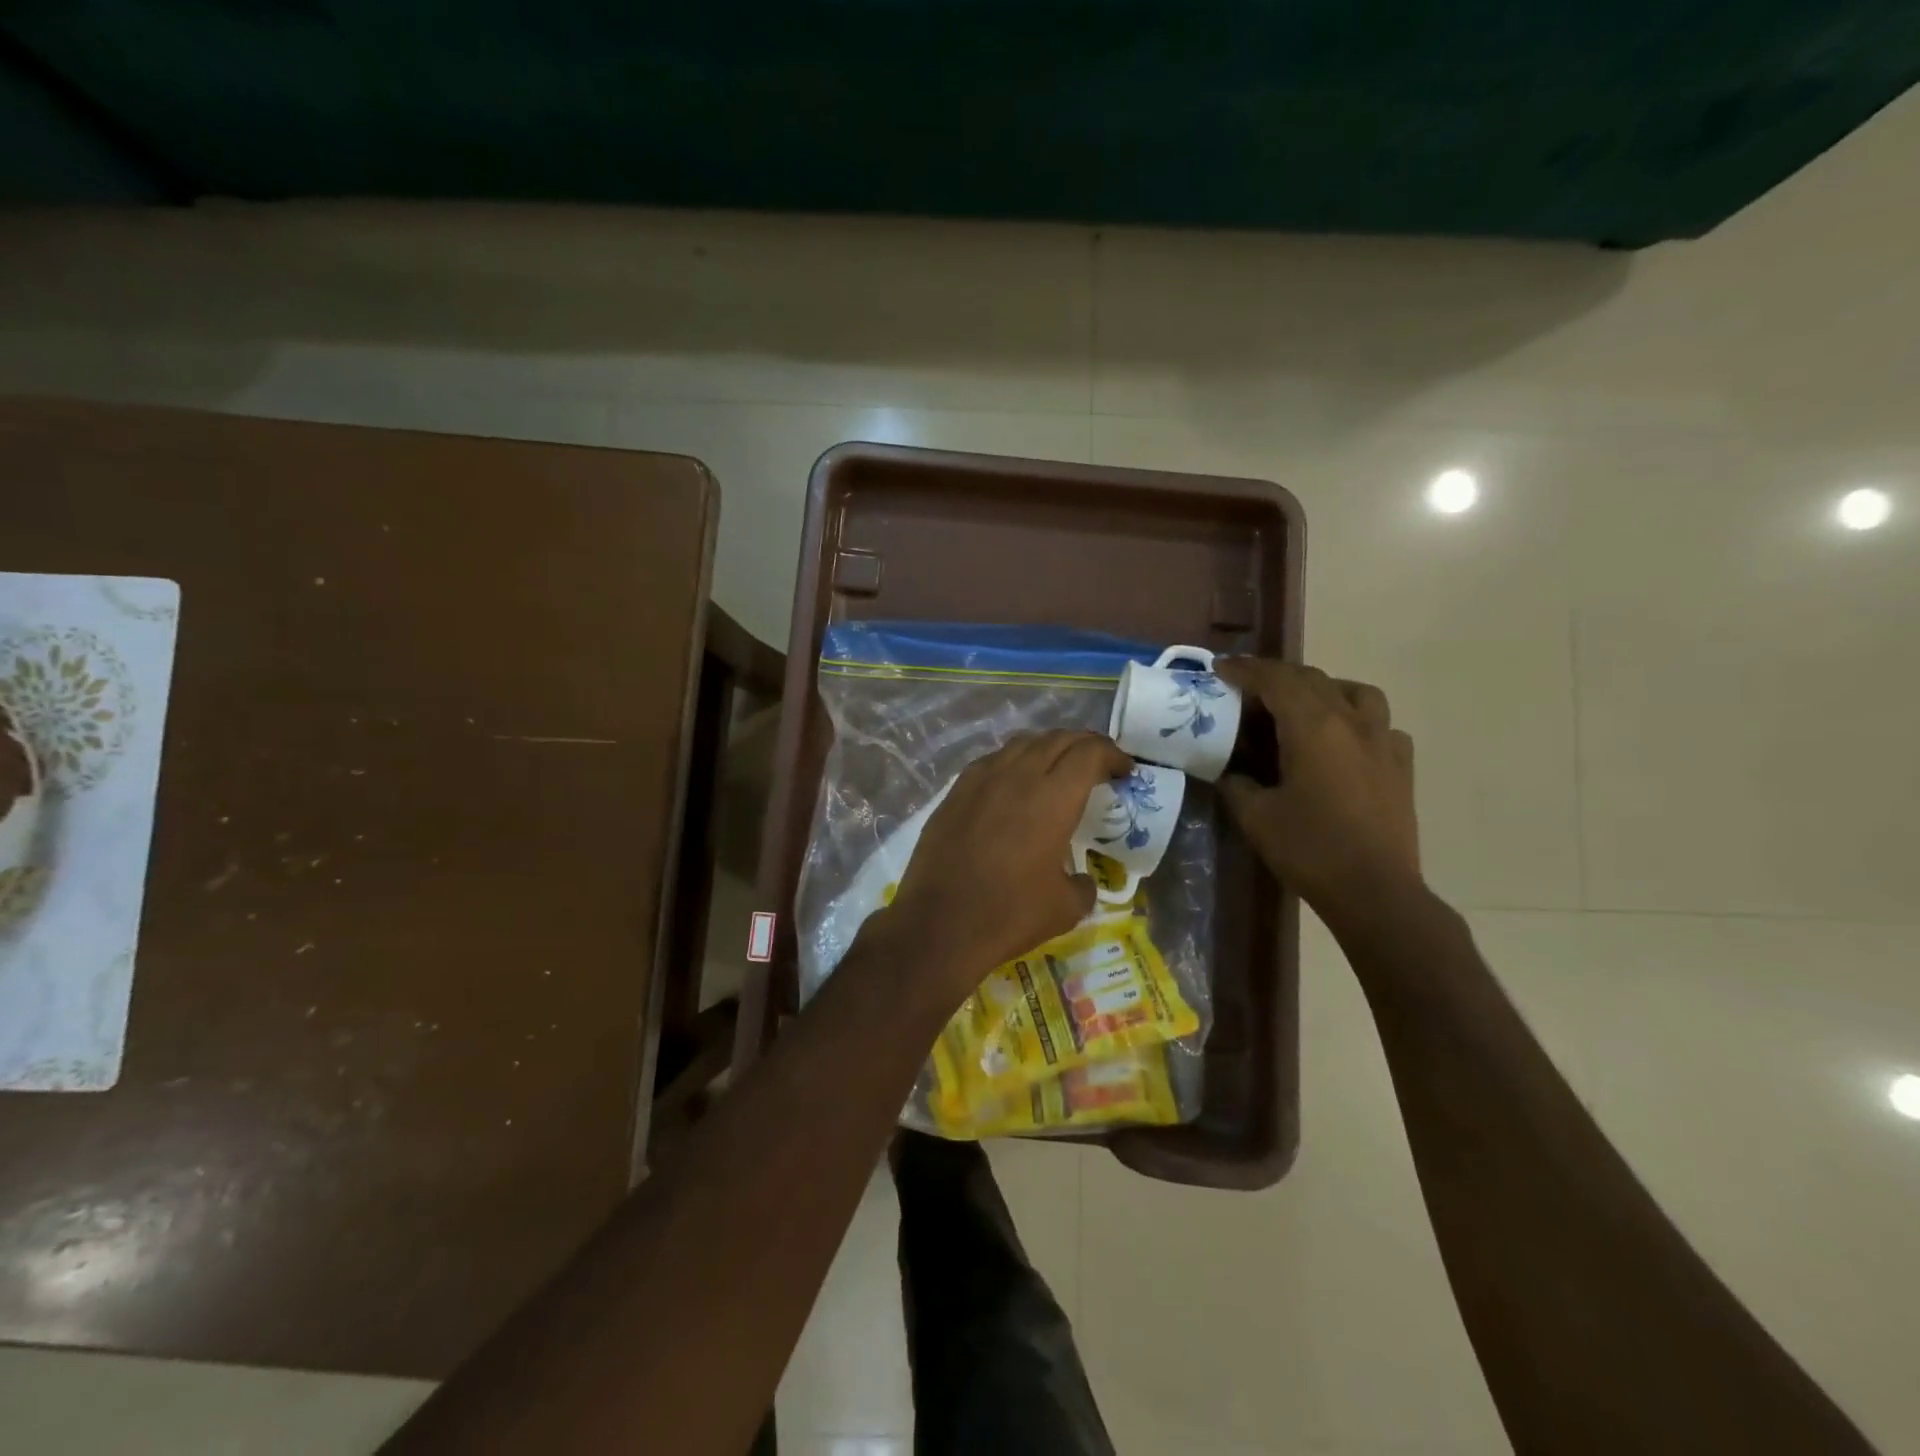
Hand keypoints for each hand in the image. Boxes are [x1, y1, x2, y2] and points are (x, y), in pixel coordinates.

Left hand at [883, 730, 1133, 999]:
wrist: (939, 924)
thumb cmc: (1009, 914)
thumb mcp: (1066, 908)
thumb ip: (1083, 884)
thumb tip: (1081, 879)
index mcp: (1053, 798)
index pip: (1089, 753)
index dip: (1112, 754)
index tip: (1124, 770)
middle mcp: (1017, 776)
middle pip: (1057, 740)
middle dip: (1084, 745)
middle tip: (1098, 763)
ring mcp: (981, 780)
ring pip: (1022, 743)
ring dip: (1048, 747)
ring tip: (1058, 767)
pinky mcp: (955, 792)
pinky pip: (992, 761)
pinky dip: (1014, 761)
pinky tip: (1014, 783)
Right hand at [1214, 659, 1421, 923]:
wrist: (1376, 891)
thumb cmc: (1310, 849)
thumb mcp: (1256, 816)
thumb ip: (1237, 784)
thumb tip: (1230, 772)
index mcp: (1313, 726)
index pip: (1275, 680)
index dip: (1245, 670)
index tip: (1220, 669)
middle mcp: (1352, 721)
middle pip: (1312, 679)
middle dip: (1276, 677)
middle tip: (1248, 690)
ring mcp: (1383, 741)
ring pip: (1355, 692)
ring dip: (1322, 690)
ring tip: (1301, 708)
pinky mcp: (1401, 765)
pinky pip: (1379, 724)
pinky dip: (1355, 720)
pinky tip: (1343, 743)